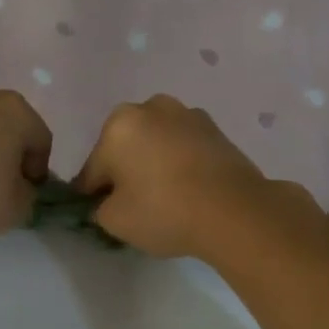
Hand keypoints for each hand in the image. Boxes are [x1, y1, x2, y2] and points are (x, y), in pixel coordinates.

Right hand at [74, 96, 314, 258]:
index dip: (93, 195)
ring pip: (156, 143)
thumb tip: (107, 202)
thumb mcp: (115, 221)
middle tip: (135, 205)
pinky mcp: (216, 129)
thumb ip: (100, 209)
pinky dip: (181, 163)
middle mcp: (151, 108)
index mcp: (118, 124)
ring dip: (154, 163)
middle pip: (125, 147)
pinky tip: (189, 189)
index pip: (93, 168)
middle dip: (126, 171)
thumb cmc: (164, 210)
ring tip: (167, 197)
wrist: (235, 211)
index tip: (101, 214)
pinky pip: (184, 147)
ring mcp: (188, 114)